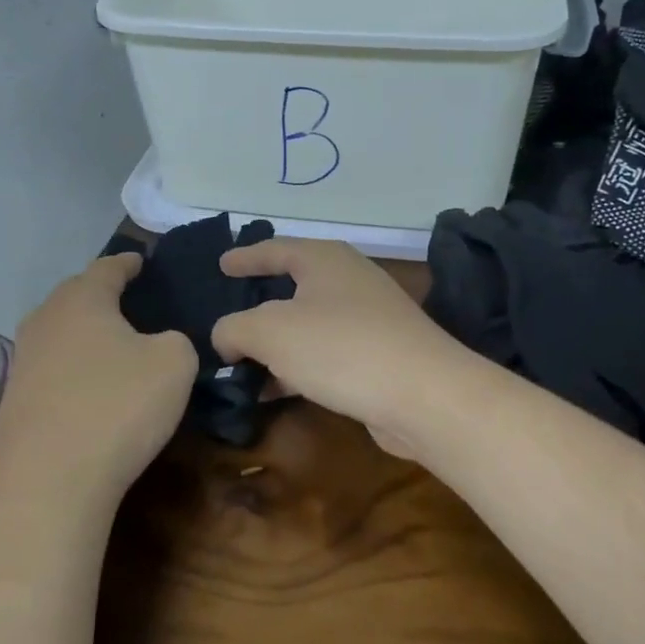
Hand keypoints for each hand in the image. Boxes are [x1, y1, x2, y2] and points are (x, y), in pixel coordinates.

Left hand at [0, 253, 195, 499]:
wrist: (48, 481)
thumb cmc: (117, 406)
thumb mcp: (175, 363)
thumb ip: (176, 341)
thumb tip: (160, 344)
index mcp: (82, 299)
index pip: (108, 268)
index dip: (129, 263)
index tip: (143, 262)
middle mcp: (45, 320)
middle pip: (77, 296)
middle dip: (103, 296)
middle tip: (132, 302)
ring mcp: (24, 362)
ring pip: (61, 333)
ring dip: (86, 335)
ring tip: (114, 345)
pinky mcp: (15, 401)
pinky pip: (53, 369)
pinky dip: (75, 369)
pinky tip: (92, 387)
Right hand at [211, 238, 471, 456]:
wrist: (423, 394)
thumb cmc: (340, 347)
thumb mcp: (269, 331)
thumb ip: (234, 329)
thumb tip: (227, 340)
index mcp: (324, 259)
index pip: (274, 249)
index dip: (244, 256)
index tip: (221, 264)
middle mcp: (348, 280)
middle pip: (293, 287)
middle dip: (258, 304)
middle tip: (227, 316)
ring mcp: (368, 319)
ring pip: (308, 325)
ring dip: (274, 346)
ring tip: (239, 365)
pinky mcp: (378, 356)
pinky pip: (325, 355)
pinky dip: (296, 368)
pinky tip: (272, 392)